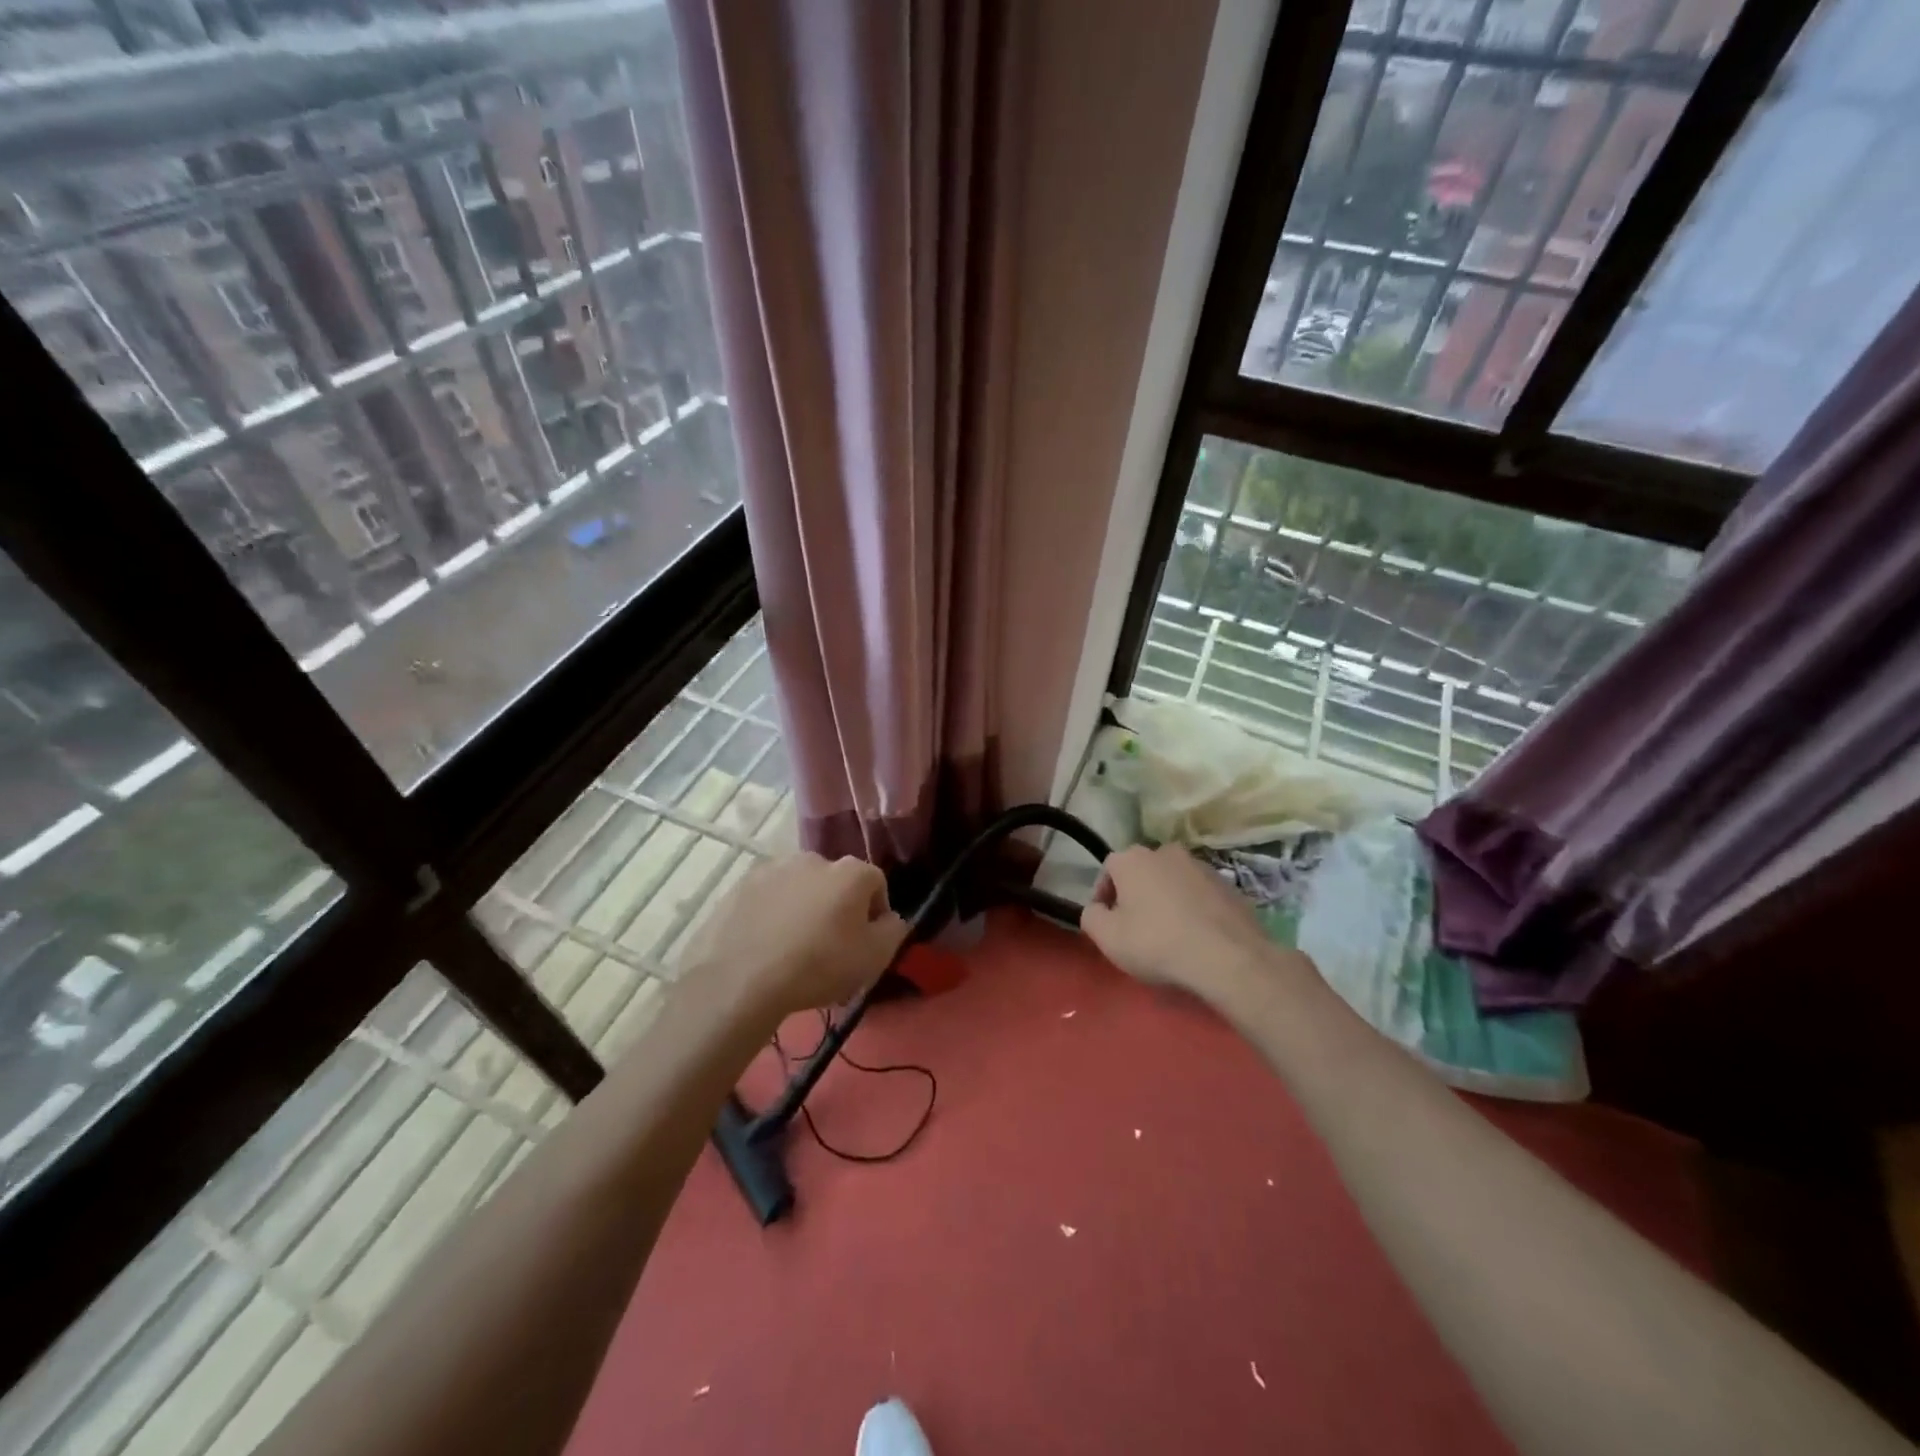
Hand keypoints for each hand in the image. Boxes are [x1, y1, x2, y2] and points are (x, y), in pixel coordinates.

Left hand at [684, 852, 907, 1020]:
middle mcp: (813, 858)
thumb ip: (893, 931)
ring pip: (799, 888)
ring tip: (793, 949)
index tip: (866, 943)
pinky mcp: (739, 886)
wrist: (740, 979)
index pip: (876, 883)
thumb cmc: (818, 966)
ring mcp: (772, 868)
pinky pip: (767, 899)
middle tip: (830, 947)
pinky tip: (764, 946)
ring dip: (803, 909)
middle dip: (837, 908)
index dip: (876, 913)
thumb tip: (889, 919)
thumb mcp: (874, 958)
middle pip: (836, 882)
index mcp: (850, 871)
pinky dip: (771, 915)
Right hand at [1080, 844, 1305, 1005]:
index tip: (1109, 921)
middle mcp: (1165, 852)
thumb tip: (1097, 908)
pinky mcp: (1229, 884)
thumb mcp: (1107, 938)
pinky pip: (1199, 894)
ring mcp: (1201, 865)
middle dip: (1136, 895)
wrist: (1228, 957)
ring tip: (1170, 933)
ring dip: (1166, 899)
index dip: (1104, 896)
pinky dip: (1193, 908)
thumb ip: (1091, 917)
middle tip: (1137, 927)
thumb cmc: (1157, 943)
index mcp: (1132, 858)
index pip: (1108, 869)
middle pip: (1141, 872)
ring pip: (1172, 881)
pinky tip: (1197, 935)